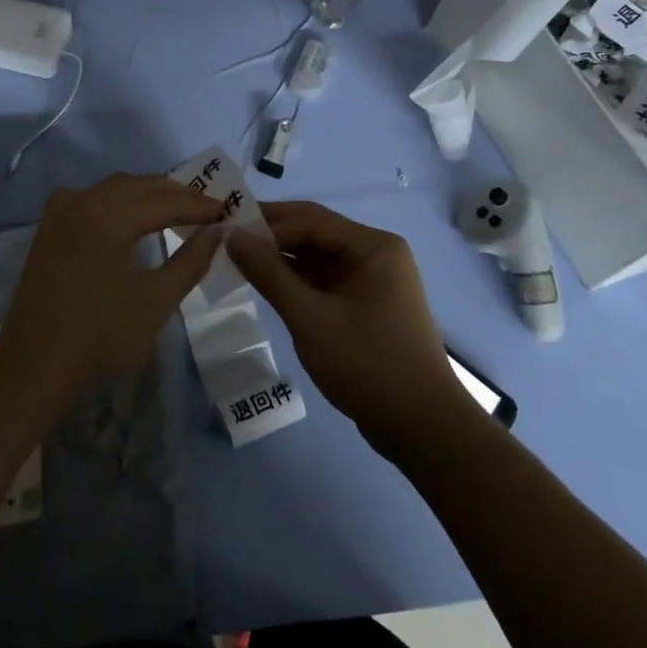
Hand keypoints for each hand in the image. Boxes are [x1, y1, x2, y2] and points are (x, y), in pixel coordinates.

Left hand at [0, 173, 223, 417]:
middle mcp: (81, 200)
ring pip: (114, 188)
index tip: (228, 211)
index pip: (164, 201)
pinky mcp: (50, 227)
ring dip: (148, 194)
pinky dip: (121, 201)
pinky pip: (93, 199)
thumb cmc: (99, 336)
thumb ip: (190, 261)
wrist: (34, 365)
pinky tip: (133, 216)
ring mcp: (61, 211)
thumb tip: (217, 232)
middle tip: (209, 208)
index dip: (199, 205)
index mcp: (106, 214)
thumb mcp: (155, 301)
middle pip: (138, 186)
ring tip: (179, 208)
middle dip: (176, 194)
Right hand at [228, 201, 480, 461]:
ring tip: (236, 261)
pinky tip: (266, 285)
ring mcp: (372, 281)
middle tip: (225, 241)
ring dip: (281, 260)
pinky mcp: (366, 305)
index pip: (310, 219)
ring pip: (318, 259)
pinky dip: (296, 282)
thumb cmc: (367, 364)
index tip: (224, 227)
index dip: (266, 221)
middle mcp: (376, 254)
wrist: (423, 428)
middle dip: (271, 237)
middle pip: (315, 234)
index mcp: (373, 246)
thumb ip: (269, 273)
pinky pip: (325, 282)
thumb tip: (231, 235)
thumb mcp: (310, 318)